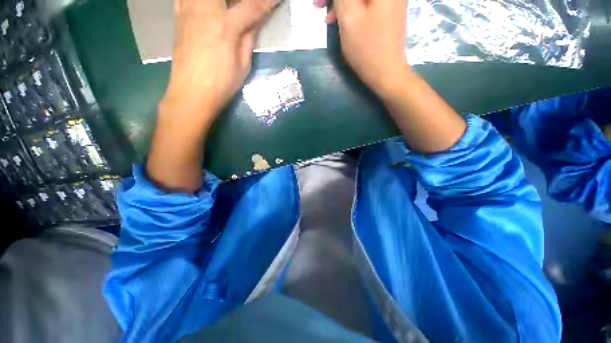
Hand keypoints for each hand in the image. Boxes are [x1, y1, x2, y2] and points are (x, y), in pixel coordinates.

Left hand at [161, 0, 277, 125]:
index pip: (252, 6)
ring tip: (229, 6)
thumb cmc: (221, 84)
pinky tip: (208, 6)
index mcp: (225, 27)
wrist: (191, 93)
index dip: (267, 1)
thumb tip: (256, 20)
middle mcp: (205, 10)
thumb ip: (249, 38)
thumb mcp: (243, 65)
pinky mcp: (178, 15)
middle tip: (249, 3)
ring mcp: (188, 10)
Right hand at [314, 0, 409, 97]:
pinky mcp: (388, 10)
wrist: (386, 73)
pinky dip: (352, 8)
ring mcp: (390, 0)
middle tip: (318, 5)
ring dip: (342, 3)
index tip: (319, 3)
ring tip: (327, 17)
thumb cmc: (367, 48)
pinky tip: (341, 20)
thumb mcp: (349, 17)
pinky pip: (366, 3)